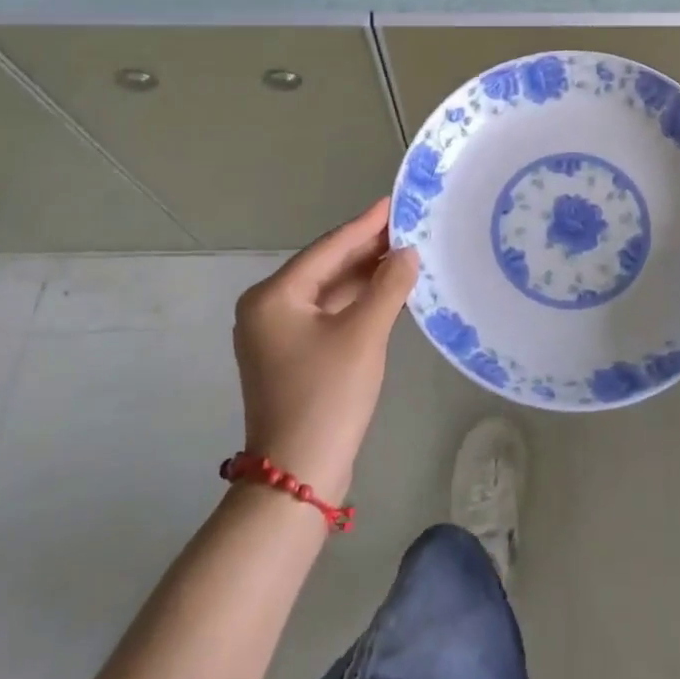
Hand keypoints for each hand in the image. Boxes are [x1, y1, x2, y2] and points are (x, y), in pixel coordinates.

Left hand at [233, 197, 418, 499]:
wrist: (297, 477)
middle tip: (411, 225)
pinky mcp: (293, 355)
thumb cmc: (327, 396)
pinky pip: (330, 314)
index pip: (329, 247)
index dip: (367, 224)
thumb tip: (408, 252)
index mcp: (274, 296)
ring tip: (408, 252)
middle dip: (369, 248)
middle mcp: (269, 308)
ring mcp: (278, 334)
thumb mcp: (364, 334)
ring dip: (367, 275)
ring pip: (330, 291)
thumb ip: (389, 285)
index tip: (397, 201)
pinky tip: (390, 290)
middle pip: (327, 266)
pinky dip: (359, 301)